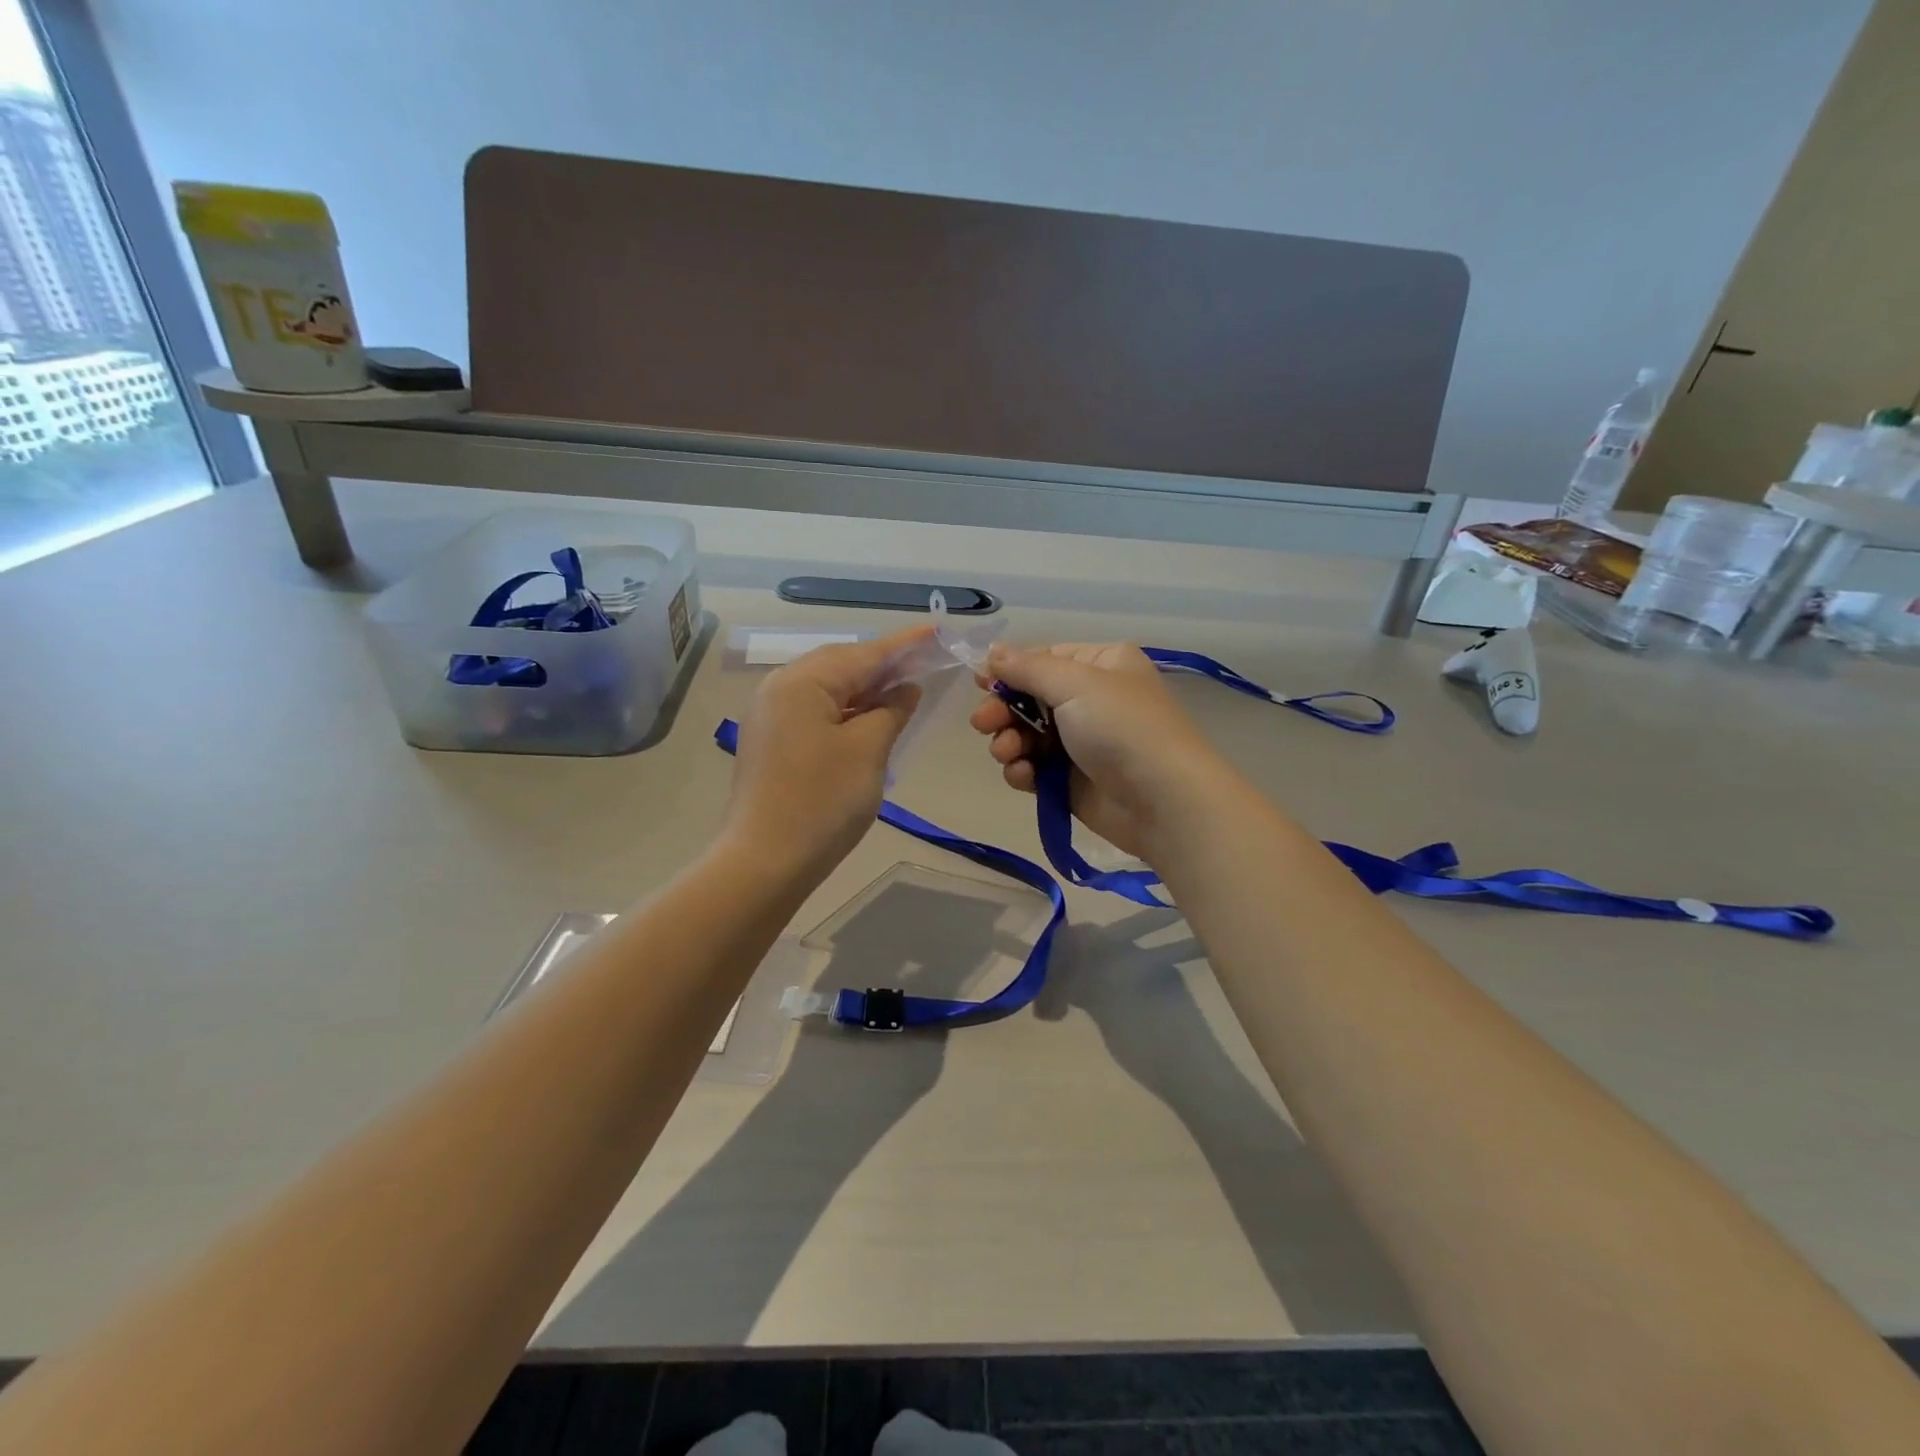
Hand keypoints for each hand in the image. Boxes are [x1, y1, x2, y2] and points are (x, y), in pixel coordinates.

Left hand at [724, 628, 926, 879]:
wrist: (766, 861)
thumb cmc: (823, 801)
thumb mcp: (868, 750)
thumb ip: (891, 710)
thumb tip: (905, 688)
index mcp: (801, 681)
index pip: (863, 654)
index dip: (904, 645)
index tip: (936, 631)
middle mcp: (779, 688)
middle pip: (841, 666)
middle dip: (883, 665)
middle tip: (924, 663)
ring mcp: (771, 716)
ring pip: (828, 690)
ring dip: (866, 690)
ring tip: (904, 690)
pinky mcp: (772, 742)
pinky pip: (816, 712)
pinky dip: (847, 711)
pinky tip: (871, 719)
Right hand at [967, 642, 1229, 860]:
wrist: (1163, 801)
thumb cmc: (1122, 728)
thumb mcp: (1075, 684)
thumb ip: (1027, 668)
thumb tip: (992, 652)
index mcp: (1101, 665)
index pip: (1044, 659)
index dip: (1010, 671)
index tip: (980, 684)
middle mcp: (1091, 699)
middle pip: (1030, 698)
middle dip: (1003, 711)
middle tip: (983, 724)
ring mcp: (1081, 742)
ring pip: (1027, 735)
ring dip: (1009, 742)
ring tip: (1008, 753)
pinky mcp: (1071, 780)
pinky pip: (1035, 768)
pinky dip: (1022, 770)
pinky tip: (1023, 775)